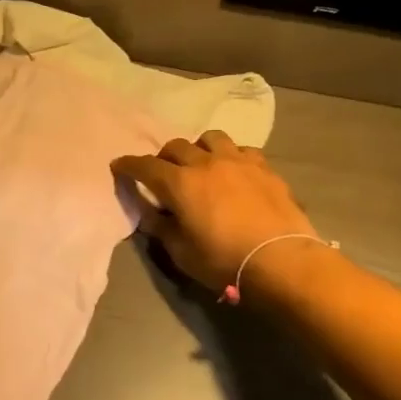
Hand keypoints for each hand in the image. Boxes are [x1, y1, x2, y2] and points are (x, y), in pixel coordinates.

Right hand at [112, 131, 316, 291]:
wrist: (281, 260)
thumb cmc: (224, 261)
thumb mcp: (181, 252)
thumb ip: (162, 228)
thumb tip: (151, 213)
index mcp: (179, 183)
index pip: (145, 166)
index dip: (129, 165)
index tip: (119, 166)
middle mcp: (205, 163)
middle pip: (176, 146)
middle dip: (164, 157)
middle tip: (163, 173)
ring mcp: (238, 161)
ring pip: (211, 138)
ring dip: (199, 148)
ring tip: (201, 164)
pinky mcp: (264, 168)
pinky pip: (242, 150)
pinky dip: (231, 157)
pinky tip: (234, 172)